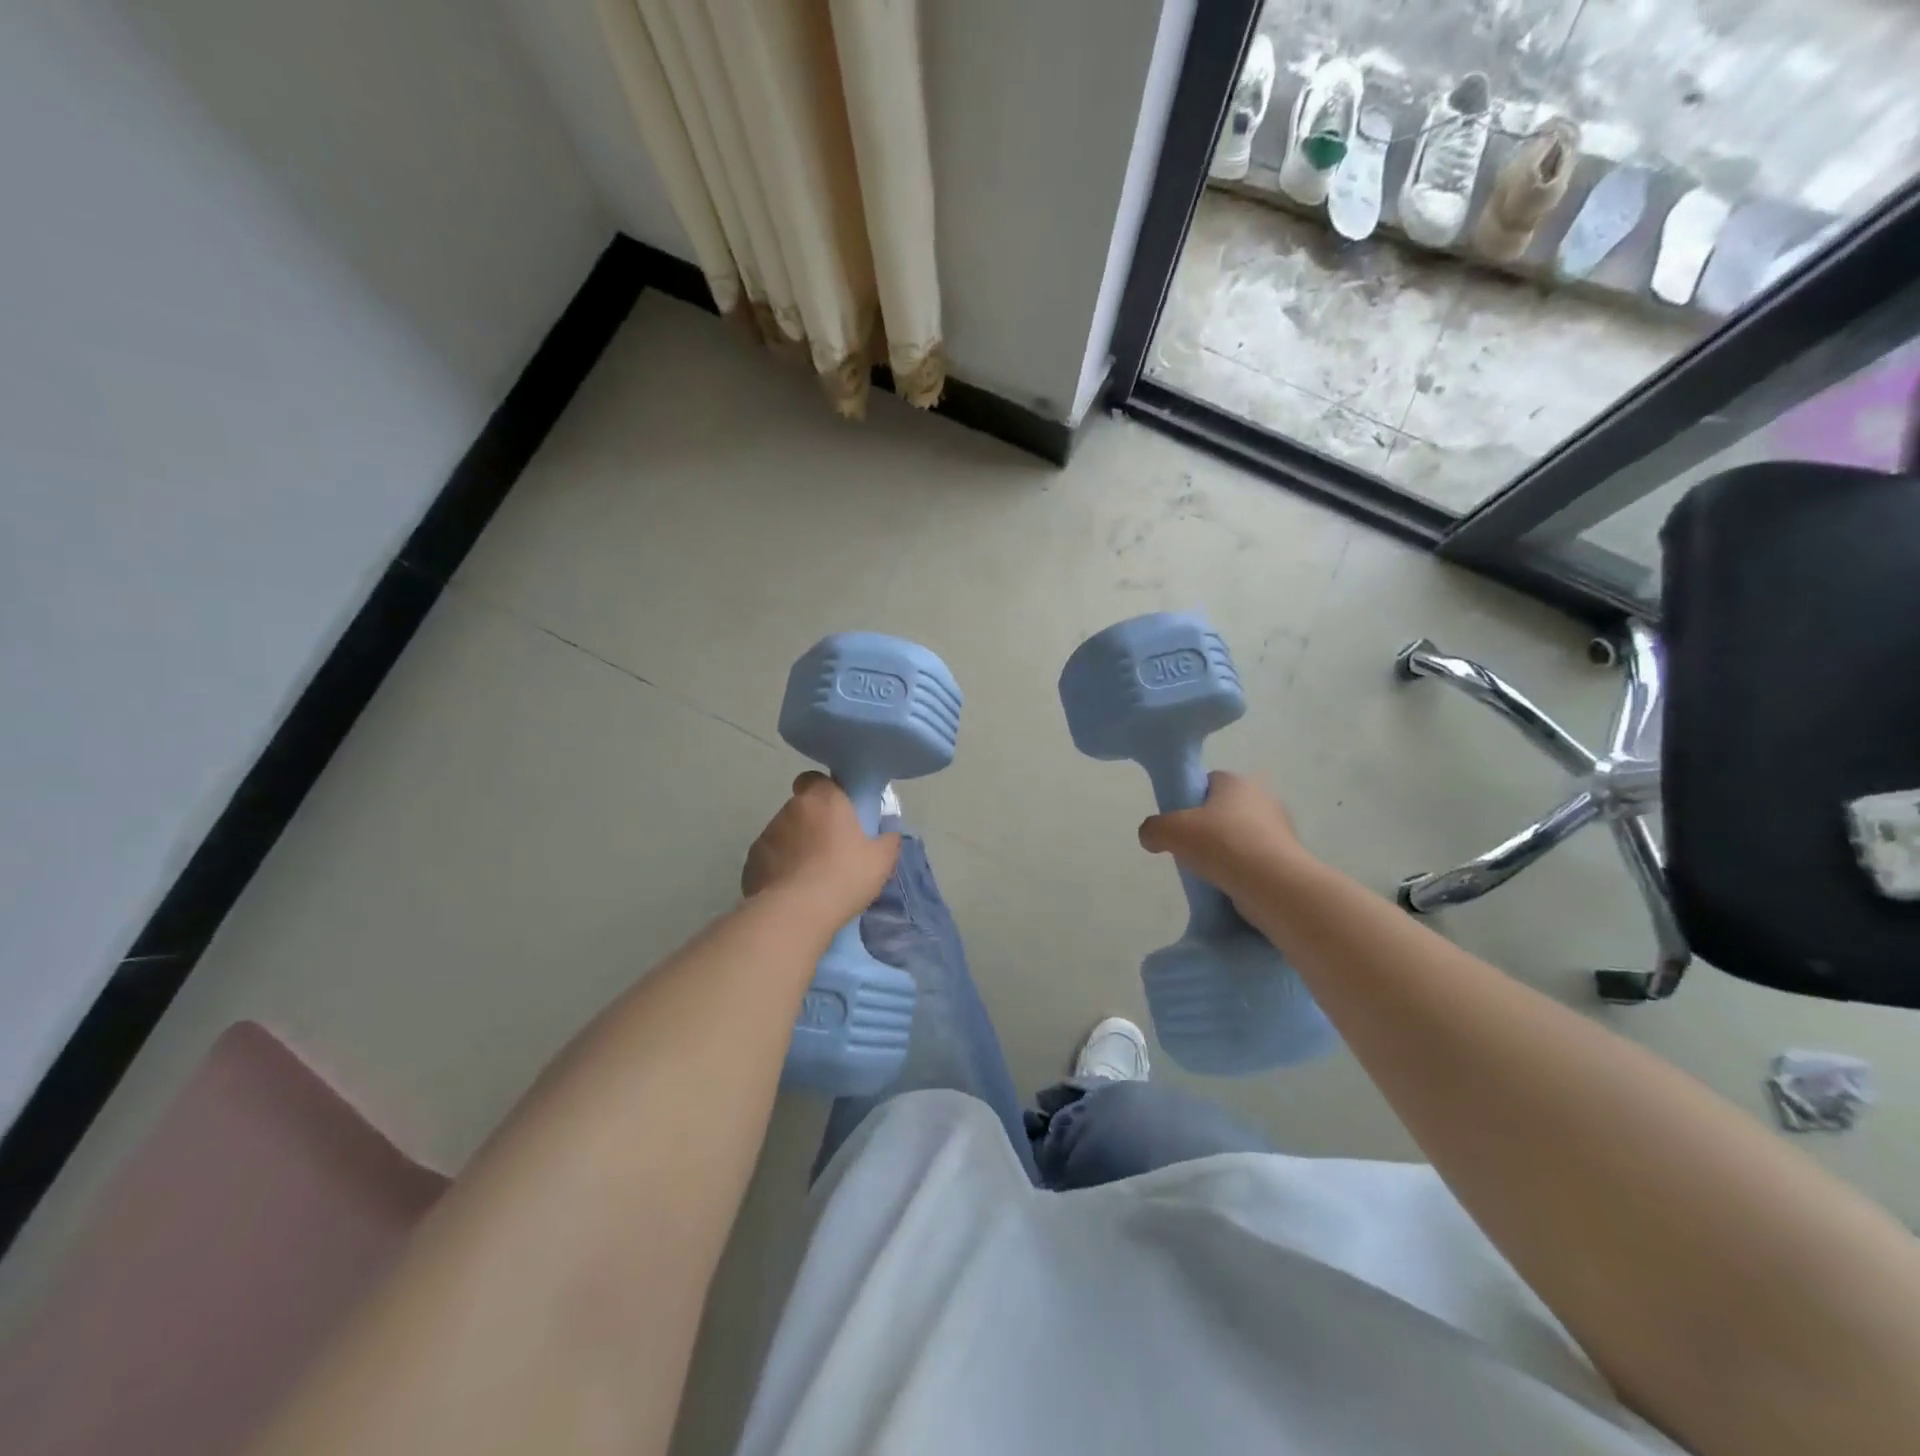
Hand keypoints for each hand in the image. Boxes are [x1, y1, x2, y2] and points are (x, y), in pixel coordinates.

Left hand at [742, 773, 898, 925]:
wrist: (795, 914)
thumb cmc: (843, 877)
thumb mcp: (881, 861)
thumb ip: (888, 841)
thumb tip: (889, 835)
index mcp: (822, 800)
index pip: (816, 779)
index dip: (826, 792)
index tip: (839, 812)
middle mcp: (790, 810)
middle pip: (801, 808)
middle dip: (813, 823)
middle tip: (831, 850)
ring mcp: (766, 836)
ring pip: (784, 833)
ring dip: (795, 846)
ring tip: (811, 876)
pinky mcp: (750, 863)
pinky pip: (769, 859)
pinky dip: (778, 869)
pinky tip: (792, 891)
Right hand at [1137, 771, 1311, 901]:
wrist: (1273, 884)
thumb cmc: (1220, 844)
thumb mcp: (1170, 831)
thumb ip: (1152, 829)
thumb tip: (1151, 838)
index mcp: (1236, 782)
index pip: (1208, 782)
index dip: (1189, 800)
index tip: (1178, 823)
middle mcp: (1263, 798)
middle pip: (1224, 810)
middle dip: (1206, 828)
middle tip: (1189, 849)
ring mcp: (1280, 829)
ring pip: (1240, 836)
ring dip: (1225, 852)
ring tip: (1207, 873)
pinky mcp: (1288, 858)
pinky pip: (1255, 860)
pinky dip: (1241, 871)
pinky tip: (1228, 886)